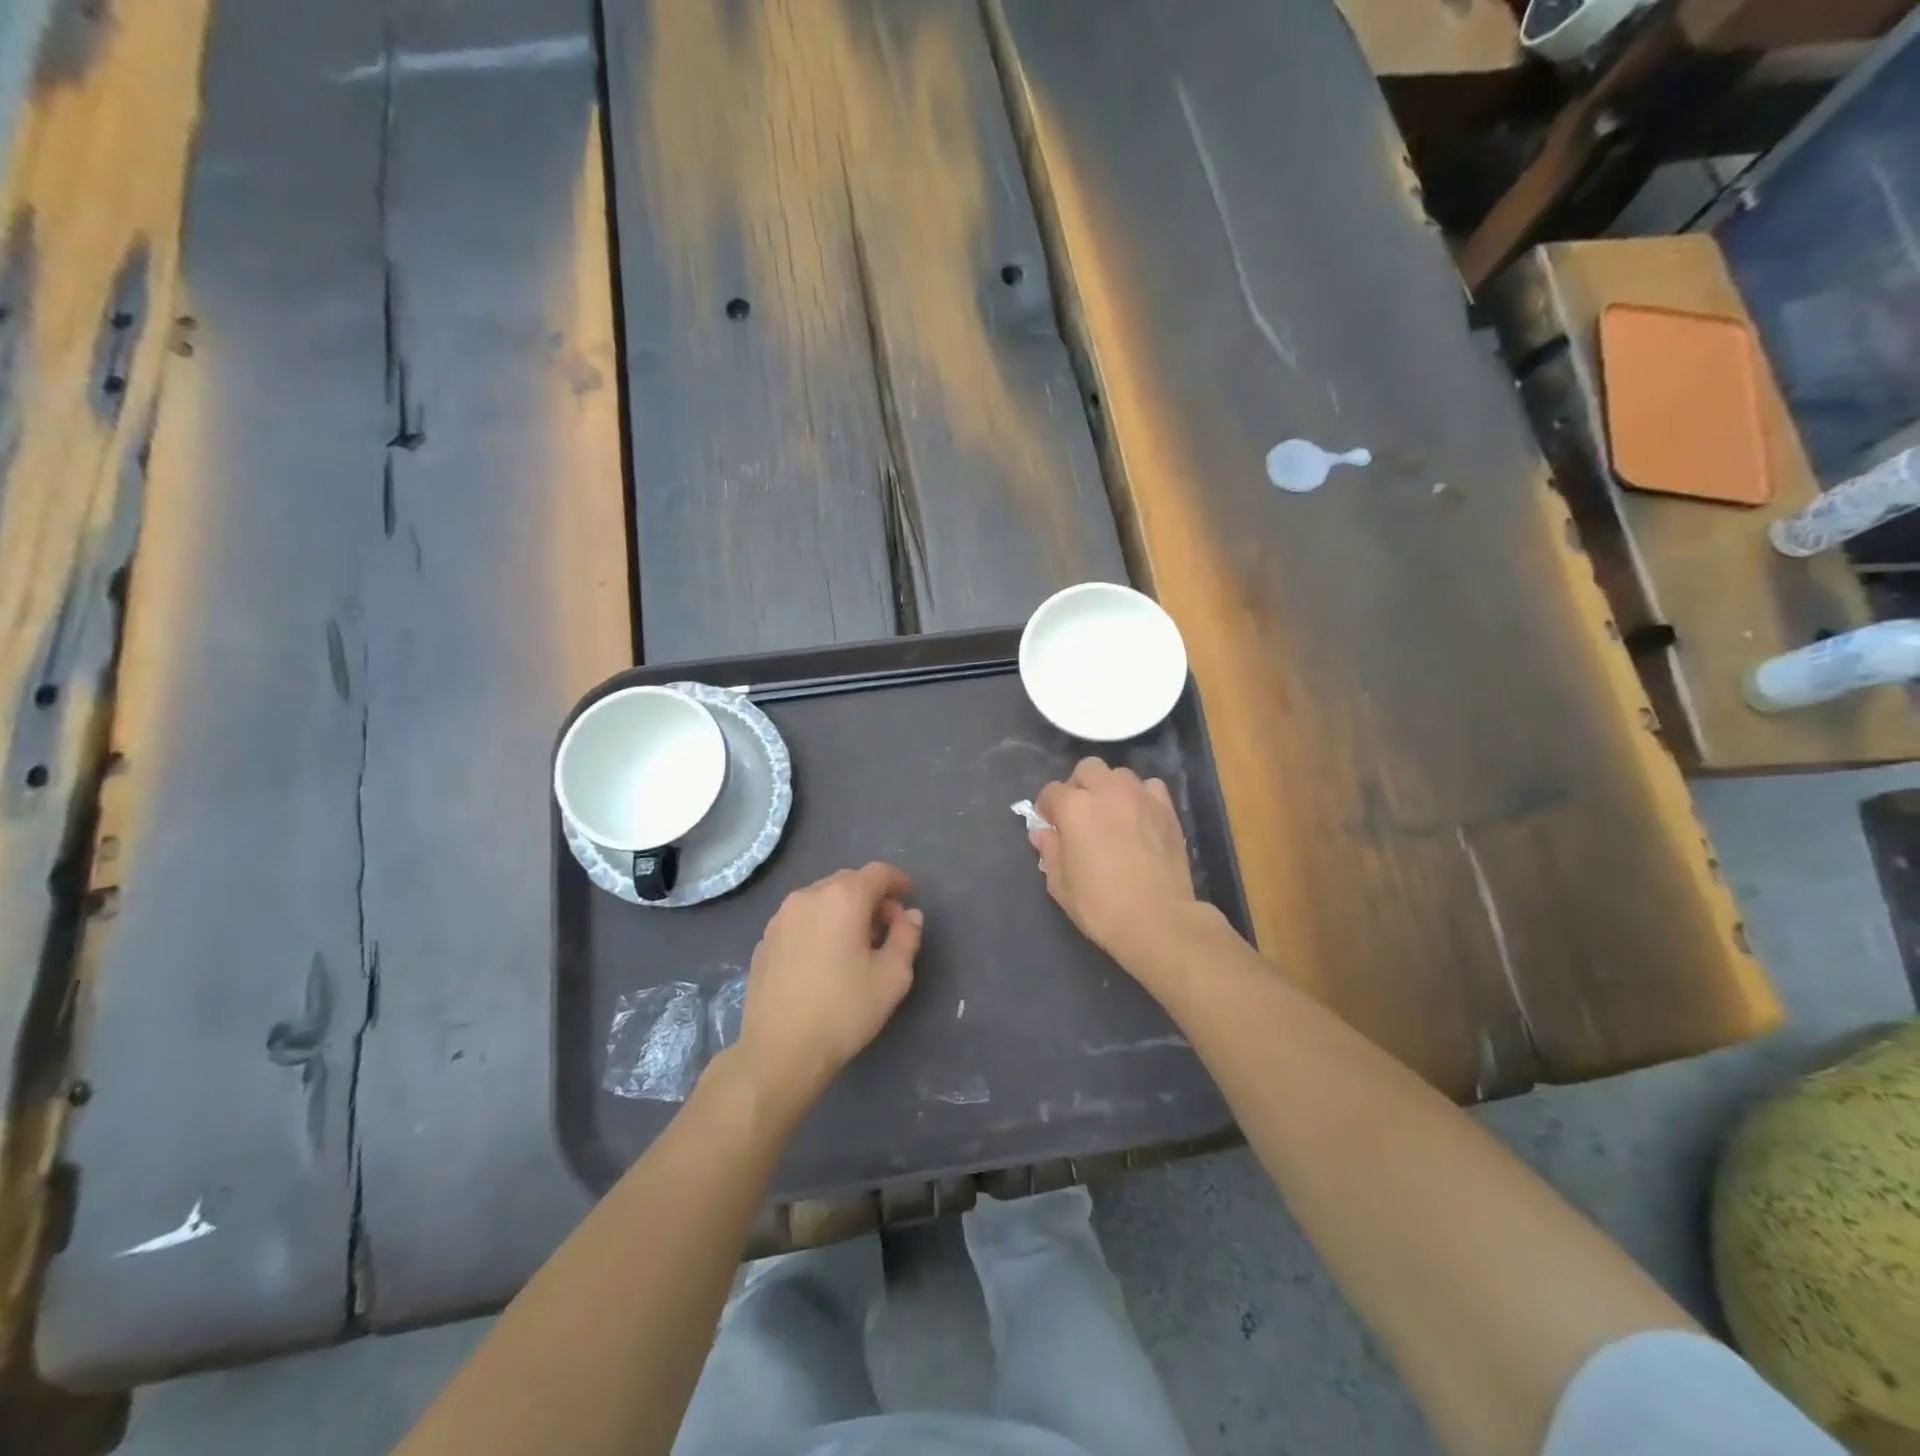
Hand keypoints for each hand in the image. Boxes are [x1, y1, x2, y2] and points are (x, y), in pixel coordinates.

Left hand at [734, 862, 922, 1109]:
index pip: (877, 873)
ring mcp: (780, 918)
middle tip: (887, 925)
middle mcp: (808, 896)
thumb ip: (906, 937)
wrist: (779, 1051)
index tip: (910, 896)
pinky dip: (819, 926)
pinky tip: (824, 957)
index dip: (898, 881)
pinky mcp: (764, 941)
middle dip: (872, 896)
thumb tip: (909, 915)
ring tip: (855, 942)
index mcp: (843, 898)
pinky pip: (800, 920)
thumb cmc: (843, 1011)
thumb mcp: (892, 977)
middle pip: (847, 882)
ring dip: (843, 910)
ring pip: (821, 899)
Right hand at [1033, 758, 1197, 968]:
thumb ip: (1050, 852)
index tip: (1049, 824)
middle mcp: (1107, 792)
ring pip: (1119, 774)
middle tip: (1079, 814)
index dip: (1047, 807)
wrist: (1158, 920)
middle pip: (1087, 769)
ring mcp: (1140, 797)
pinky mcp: (1167, 809)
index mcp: (1075, 808)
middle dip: (1078, 786)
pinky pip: (1150, 787)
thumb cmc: (1101, 906)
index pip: (1051, 792)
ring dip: (1109, 788)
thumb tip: (1042, 833)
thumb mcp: (1061, 885)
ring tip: (1111, 813)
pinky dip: (1140, 796)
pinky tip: (1139, 817)